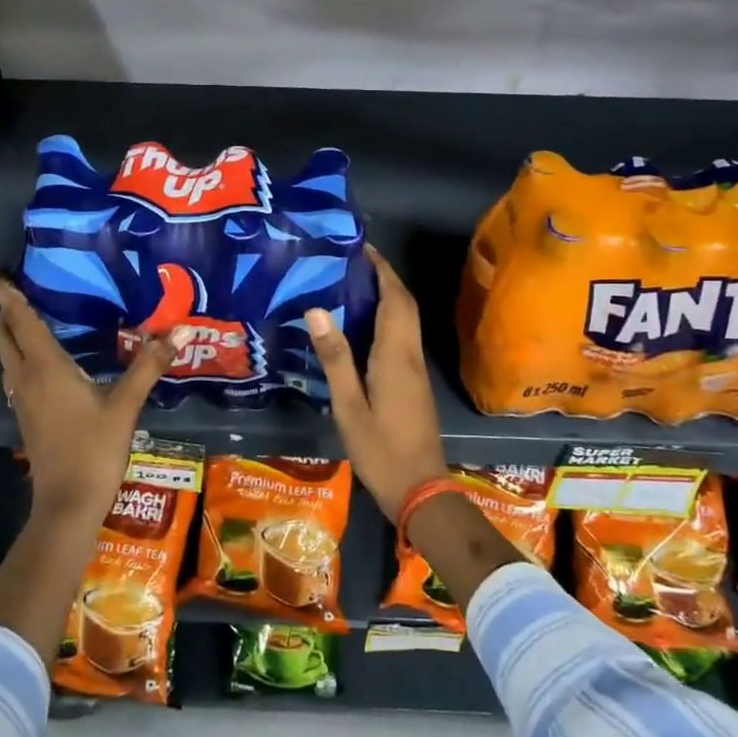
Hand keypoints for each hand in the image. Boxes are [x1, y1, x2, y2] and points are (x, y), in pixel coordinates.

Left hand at [0, 270, 187, 523]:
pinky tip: (44, 363)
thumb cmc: (94, 449)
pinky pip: (16, 376)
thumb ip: (149, 364)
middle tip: (20, 292)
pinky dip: (21, 358)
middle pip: (4, 337)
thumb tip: (180, 329)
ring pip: (7, 358)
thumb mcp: (126, 404)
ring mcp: (22, 401)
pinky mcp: (27, 418)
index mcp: (45, 367)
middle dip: (6, 312)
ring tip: (30, 319)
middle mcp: (26, 379)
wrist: (67, 504)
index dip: (8, 296)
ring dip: (11, 336)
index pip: (20, 322)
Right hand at [303, 247, 447, 520]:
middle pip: (403, 304)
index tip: (360, 247)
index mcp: (395, 354)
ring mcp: (415, 368)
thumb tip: (317, 309)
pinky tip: (360, 326)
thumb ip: (335, 358)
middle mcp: (410, 354)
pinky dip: (386, 318)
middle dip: (383, 277)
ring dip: (386, 296)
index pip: (394, 298)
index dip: (381, 269)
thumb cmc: (380, 449)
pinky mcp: (413, 382)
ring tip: (349, 284)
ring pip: (405, 319)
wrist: (420, 489)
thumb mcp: (349, 406)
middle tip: (350, 262)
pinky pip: (401, 336)